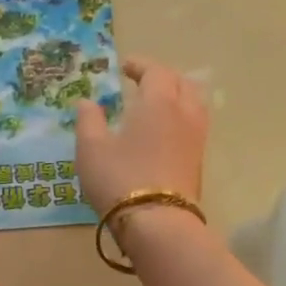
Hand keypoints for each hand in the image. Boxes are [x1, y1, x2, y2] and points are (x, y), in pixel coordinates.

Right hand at [75, 55, 208, 245]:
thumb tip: (87, 102)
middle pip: (180, 82)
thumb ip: (88, 120)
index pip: (155, 72)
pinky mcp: (198, 158)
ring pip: (193, 102)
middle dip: (161, 77)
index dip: (140, 65)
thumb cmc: (118, 178)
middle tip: (141, 81)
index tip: (125, 66)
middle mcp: (183, 112)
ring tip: (156, 102)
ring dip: (176, 94)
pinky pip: (194, 123)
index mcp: (157, 102)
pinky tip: (164, 129)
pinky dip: (180, 115)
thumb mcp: (90, 148)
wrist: (156, 220)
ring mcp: (196, 136)